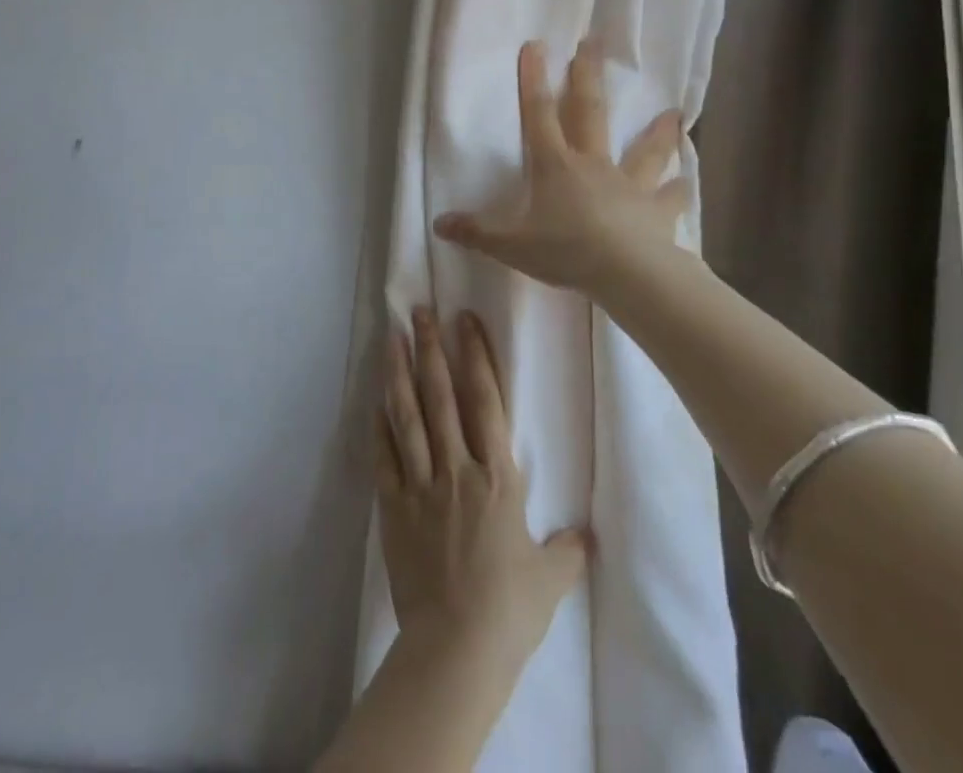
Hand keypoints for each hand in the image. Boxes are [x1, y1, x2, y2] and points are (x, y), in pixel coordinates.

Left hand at [377, 306, 587, 673]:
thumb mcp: (550, 579)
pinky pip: (385, 457)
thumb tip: (586, 536)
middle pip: (441, 395)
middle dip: (430, 348)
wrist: (455, 651)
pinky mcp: (393, 507)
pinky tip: (375, 401)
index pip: (486, 400)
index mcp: (498, 476)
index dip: (475, 355)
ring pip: (408, 416)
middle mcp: (457, 468)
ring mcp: (420, 484)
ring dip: (399, 373)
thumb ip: (568, 550)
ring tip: (393, 337)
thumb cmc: (509, 610)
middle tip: (420, 311)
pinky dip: (379, 426)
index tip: (464, 320)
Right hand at [431, 39, 688, 302]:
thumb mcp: (511, 245)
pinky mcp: (657, 212)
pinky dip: (677, 190)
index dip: (533, 80)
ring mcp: (629, 186)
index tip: (536, 45)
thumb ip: (476, 232)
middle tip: (594, 44)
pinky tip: (684, 183)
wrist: (627, 273)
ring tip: (674, 113)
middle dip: (588, 78)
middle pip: (590, 114)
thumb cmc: (566, 251)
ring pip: (644, 151)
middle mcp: (593, 165)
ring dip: (658, 132)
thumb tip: (438, 223)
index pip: (538, 115)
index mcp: (556, 166)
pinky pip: (669, 198)